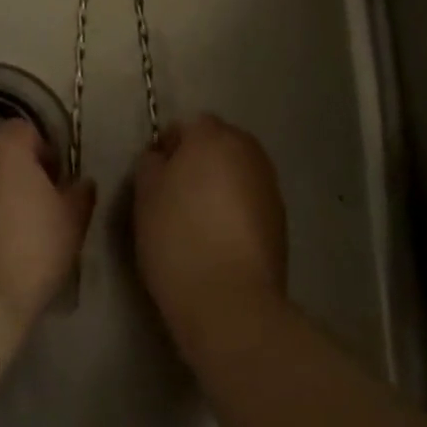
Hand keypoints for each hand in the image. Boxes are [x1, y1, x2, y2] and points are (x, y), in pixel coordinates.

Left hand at [0, 119, 95, 327]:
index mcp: (4, 147)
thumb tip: (80, 182)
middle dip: (16, 170)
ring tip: (9, 228)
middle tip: (35, 205)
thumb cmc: (30, 253)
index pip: (26, 131)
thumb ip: (80, 193)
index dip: (45, 153)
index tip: (55, 185)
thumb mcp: (72, 222)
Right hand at [134, 114, 287, 352]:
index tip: (155, 177)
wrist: (230, 301)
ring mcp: (269, 184)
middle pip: (218, 144)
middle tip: (175, 197)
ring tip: (198, 221)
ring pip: (237, 172)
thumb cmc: (177, 238)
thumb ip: (151, 164)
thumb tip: (162, 157)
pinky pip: (250, 201)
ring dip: (220, 185)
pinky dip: (236, 211)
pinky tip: (220, 240)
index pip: (188, 125)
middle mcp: (247, 150)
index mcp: (212, 136)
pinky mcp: (281, 219)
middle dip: (199, 161)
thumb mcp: (145, 196)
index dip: (170, 148)